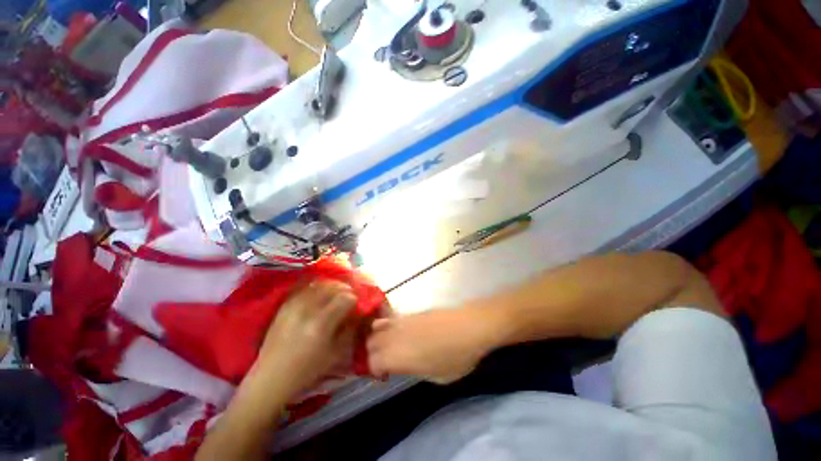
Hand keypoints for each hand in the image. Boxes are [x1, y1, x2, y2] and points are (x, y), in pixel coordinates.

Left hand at [254, 280, 358, 394]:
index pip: (345, 298)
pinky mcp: (285, 305)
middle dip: (345, 289)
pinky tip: (321, 293)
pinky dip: (317, 287)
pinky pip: (306, 287)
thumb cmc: (307, 369)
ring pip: (320, 284)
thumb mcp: (336, 354)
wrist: (271, 375)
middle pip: (333, 287)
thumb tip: (357, 314)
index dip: (354, 299)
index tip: (356, 305)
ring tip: (336, 292)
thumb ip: (349, 330)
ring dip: (332, 285)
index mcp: (321, 323)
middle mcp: (308, 309)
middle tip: (349, 295)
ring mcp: (294, 305)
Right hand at [366, 307, 498, 383]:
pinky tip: (400, 331)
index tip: (384, 374)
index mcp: (399, 356)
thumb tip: (408, 365)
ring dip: (378, 337)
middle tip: (384, 361)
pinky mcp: (412, 312)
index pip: (372, 362)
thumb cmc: (456, 357)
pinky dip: (388, 325)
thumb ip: (416, 371)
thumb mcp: (438, 376)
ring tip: (389, 345)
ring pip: (378, 327)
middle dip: (372, 353)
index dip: (374, 370)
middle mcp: (395, 336)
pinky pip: (392, 318)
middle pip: (371, 342)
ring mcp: (403, 321)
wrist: (469, 326)